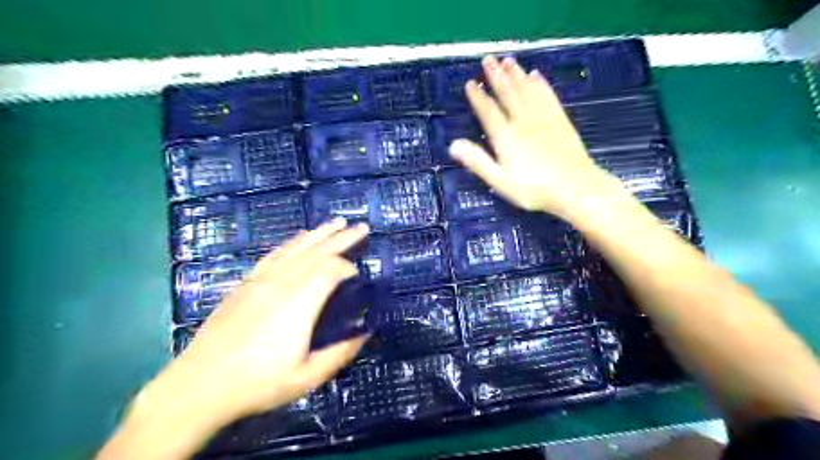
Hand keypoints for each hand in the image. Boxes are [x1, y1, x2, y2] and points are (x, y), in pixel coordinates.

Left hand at [170, 217, 368, 421]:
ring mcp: (261, 280)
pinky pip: (275, 254)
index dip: (348, 267)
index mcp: (300, 303)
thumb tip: (365, 335)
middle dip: (341, 238)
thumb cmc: (257, 383)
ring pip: (296, 248)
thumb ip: (340, 354)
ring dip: (319, 234)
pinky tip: (300, 237)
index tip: (358, 274)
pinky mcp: (246, 283)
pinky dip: (292, 242)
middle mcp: (282, 283)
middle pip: (317, 252)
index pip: (330, 270)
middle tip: (361, 227)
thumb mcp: (306, 377)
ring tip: (336, 222)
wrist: (198, 385)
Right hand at [447, 55, 621, 217]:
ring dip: (516, 73)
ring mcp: (543, 118)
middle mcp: (523, 121)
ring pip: (527, 90)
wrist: (575, 188)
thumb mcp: (500, 181)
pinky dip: (540, 83)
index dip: (478, 97)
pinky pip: (547, 95)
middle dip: (496, 76)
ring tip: (507, 59)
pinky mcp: (560, 120)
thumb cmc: (533, 189)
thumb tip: (453, 145)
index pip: (488, 111)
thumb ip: (478, 162)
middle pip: (508, 94)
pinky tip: (536, 75)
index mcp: (506, 137)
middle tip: (488, 59)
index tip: (471, 82)